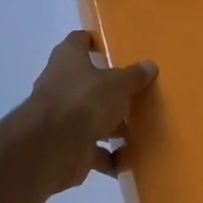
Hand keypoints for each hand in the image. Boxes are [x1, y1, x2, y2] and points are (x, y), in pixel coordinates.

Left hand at [12, 31, 158, 191]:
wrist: (52, 147)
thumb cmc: (84, 100)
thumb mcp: (117, 84)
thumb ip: (133, 76)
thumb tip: (149, 65)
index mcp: (68, 59)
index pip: (78, 41)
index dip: (93, 42)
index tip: (112, 48)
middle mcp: (60, 84)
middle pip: (87, 83)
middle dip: (109, 91)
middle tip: (136, 95)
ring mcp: (60, 117)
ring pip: (90, 118)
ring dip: (111, 127)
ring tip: (139, 131)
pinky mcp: (65, 147)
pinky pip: (92, 150)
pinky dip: (108, 157)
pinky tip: (127, 161)